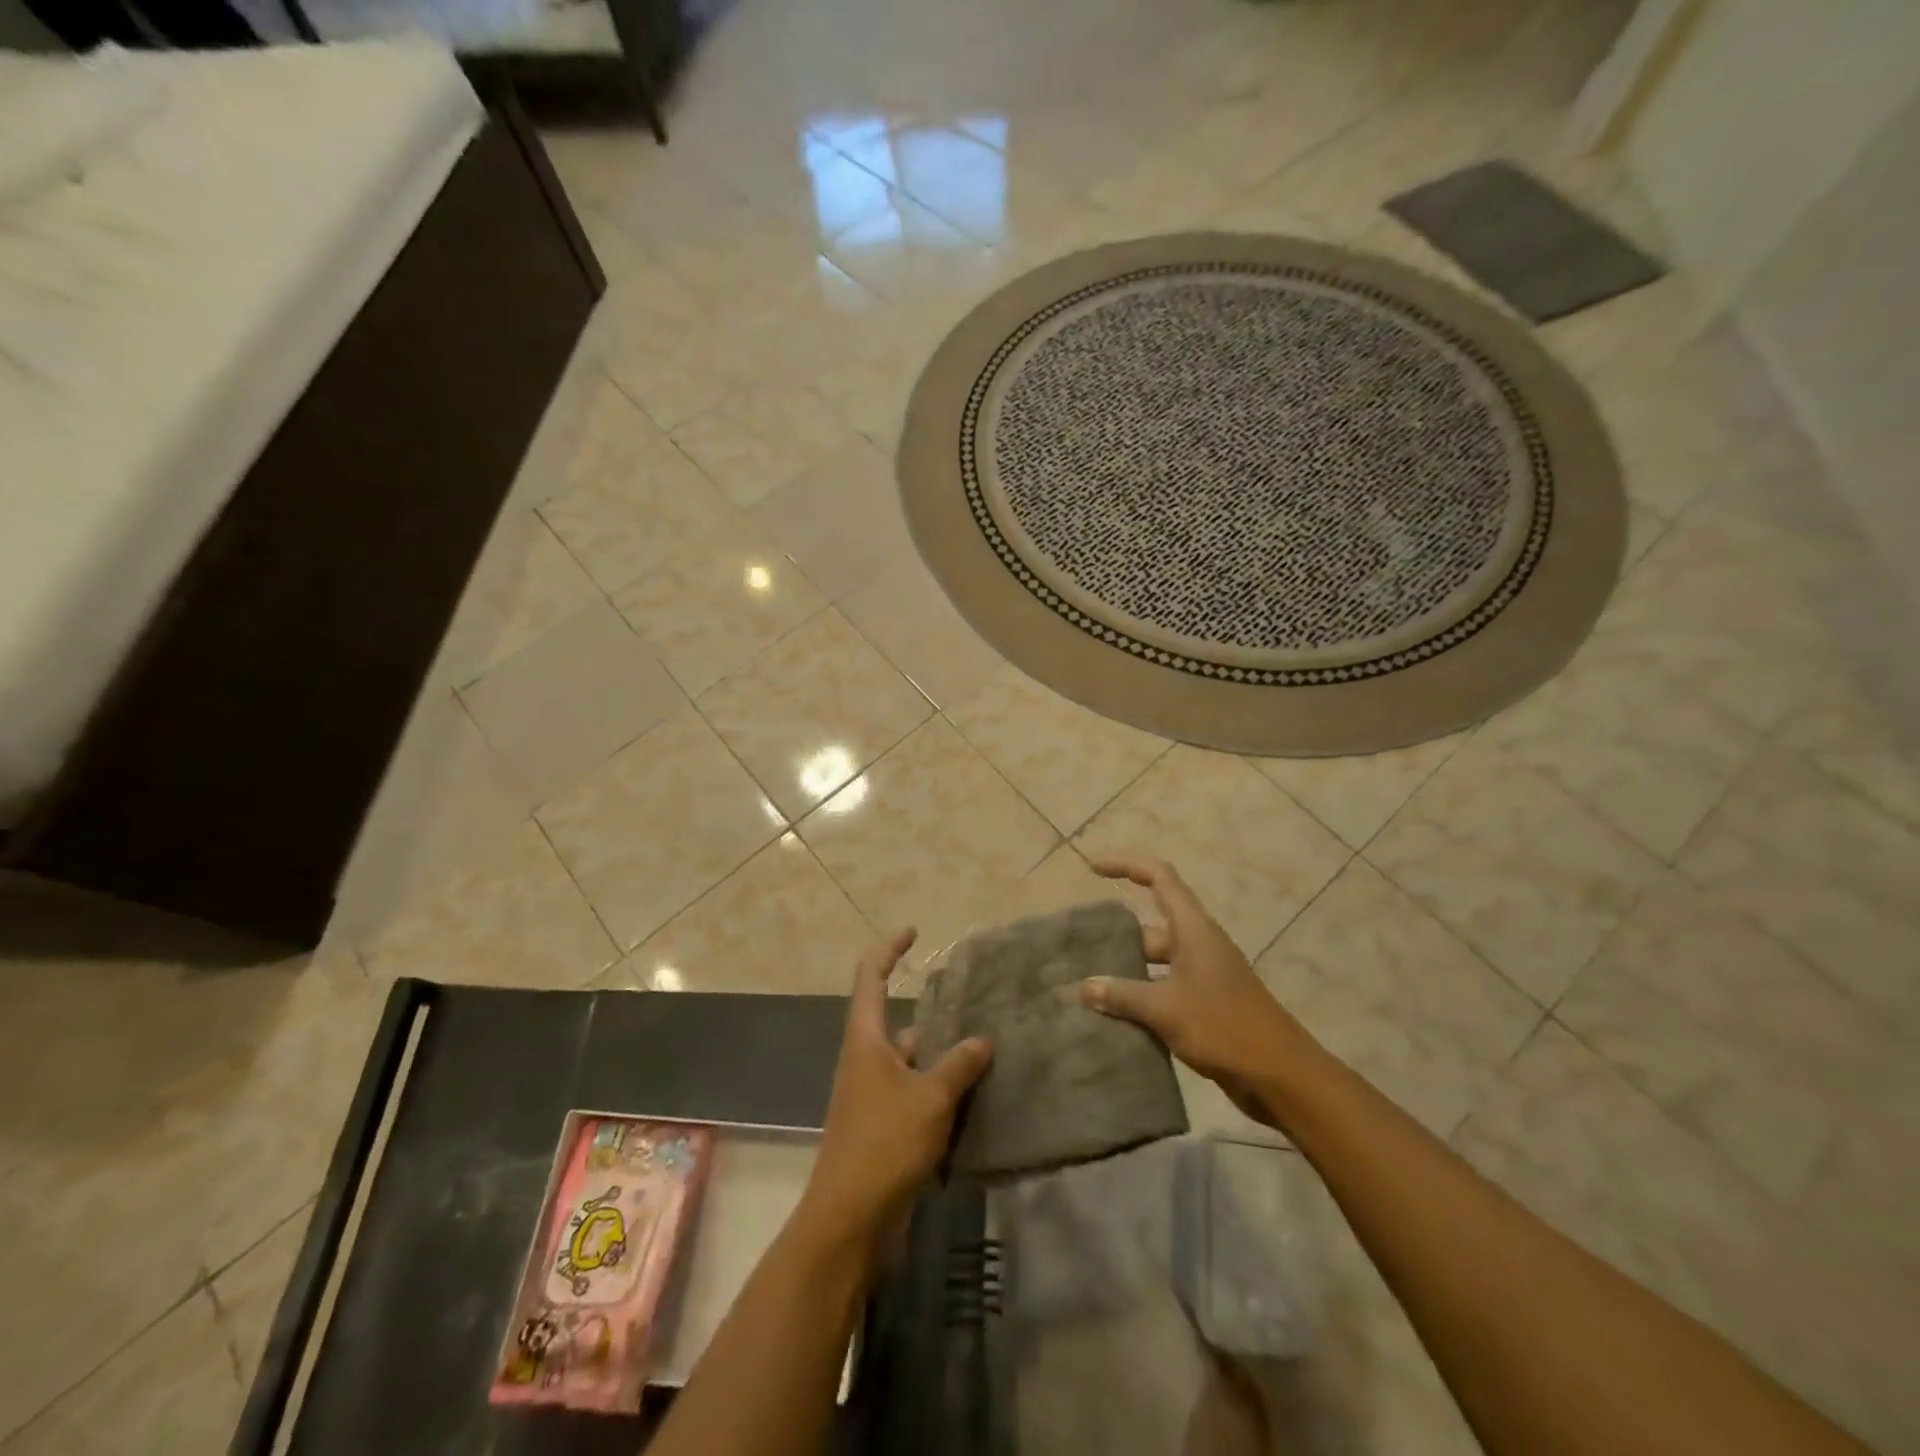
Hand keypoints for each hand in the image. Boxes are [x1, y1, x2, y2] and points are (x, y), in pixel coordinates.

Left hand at [800, 929, 992, 1245]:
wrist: (849, 1220)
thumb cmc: (884, 1144)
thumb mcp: (930, 1098)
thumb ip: (959, 1065)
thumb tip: (983, 1039)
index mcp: (865, 1039)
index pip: (870, 977)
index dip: (889, 949)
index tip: (914, 933)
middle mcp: (865, 1059)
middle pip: (893, 1018)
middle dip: (929, 1009)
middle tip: (971, 1002)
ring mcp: (872, 1095)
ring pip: (910, 1059)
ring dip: (940, 1053)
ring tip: (984, 1046)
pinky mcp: (882, 1126)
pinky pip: (914, 1092)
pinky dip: (939, 1088)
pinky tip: (973, 1095)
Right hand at [1079, 856, 1317, 1121]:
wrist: (1281, 1077)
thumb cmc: (1224, 1027)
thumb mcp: (1165, 1008)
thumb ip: (1122, 994)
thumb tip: (1083, 987)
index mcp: (1193, 929)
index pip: (1159, 877)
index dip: (1126, 865)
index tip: (1093, 869)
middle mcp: (1198, 944)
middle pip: (1150, 925)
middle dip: (1116, 935)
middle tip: (1078, 949)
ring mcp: (1203, 975)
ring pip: (1155, 962)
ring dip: (1126, 971)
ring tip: (1087, 985)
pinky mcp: (1205, 1005)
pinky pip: (1164, 989)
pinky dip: (1140, 997)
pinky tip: (1114, 1016)